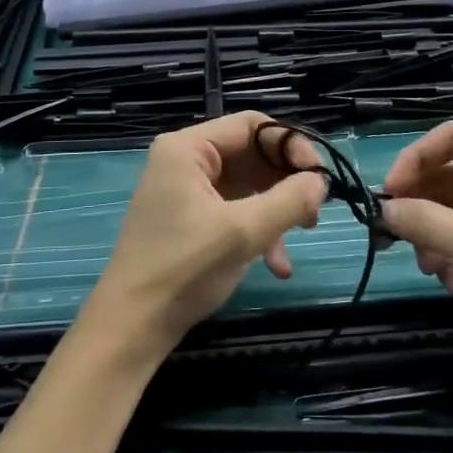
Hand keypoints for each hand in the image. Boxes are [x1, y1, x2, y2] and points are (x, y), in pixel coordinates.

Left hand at [78, 112, 328, 366]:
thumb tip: (320, 182)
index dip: (291, 145)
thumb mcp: (244, 232)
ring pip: (248, 184)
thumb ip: (289, 200)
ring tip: (302, 234)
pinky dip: (258, 230)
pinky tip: (276, 264)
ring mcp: (186, 190)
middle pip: (252, 154)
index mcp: (188, 148)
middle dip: (286, 181)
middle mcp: (185, 160)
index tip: (319, 177)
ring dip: (277, 210)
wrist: (132, 327)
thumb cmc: (184, 268)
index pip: (252, 125)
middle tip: (314, 209)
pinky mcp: (189, 219)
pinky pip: (235, 209)